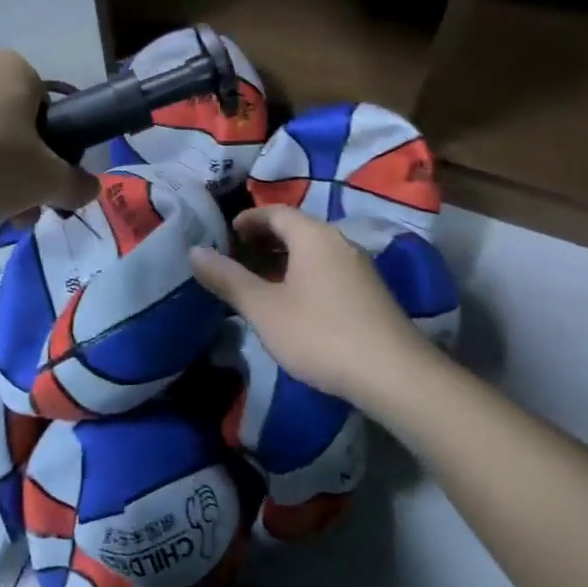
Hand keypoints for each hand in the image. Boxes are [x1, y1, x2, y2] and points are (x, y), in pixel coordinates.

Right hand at [189, 204, 435, 407]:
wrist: (393, 374)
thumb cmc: (319, 333)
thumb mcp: (263, 308)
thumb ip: (228, 279)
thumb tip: (194, 251)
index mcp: (313, 236)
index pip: (275, 212)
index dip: (247, 220)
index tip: (226, 236)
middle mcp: (339, 242)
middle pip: (296, 229)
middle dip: (263, 240)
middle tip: (237, 259)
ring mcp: (359, 267)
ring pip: (313, 251)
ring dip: (284, 260)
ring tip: (259, 284)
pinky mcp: (370, 293)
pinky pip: (328, 270)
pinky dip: (303, 275)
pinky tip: (294, 305)